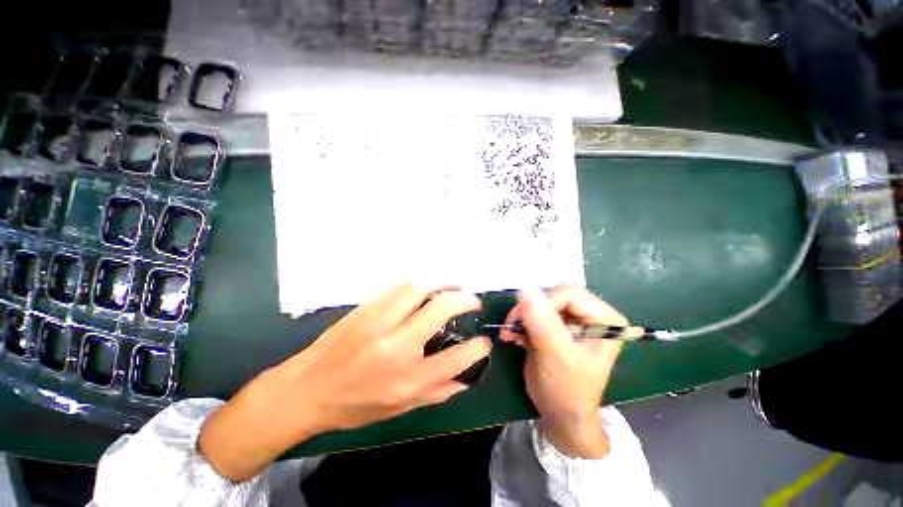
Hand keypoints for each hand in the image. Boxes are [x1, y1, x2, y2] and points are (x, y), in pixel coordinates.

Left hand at [199, 283, 491, 480]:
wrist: (305, 389)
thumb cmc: (353, 405)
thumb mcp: (399, 408)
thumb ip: (436, 392)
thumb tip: (465, 378)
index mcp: (406, 378)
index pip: (456, 358)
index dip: (478, 348)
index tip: (483, 342)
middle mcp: (396, 345)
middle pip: (441, 308)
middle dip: (464, 299)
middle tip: (473, 300)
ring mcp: (379, 320)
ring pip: (419, 287)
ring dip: (442, 282)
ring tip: (453, 285)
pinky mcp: (367, 307)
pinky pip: (400, 287)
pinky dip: (420, 284)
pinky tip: (426, 289)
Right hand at [501, 287, 625, 458]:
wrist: (559, 415)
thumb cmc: (567, 390)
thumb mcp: (557, 356)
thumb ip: (543, 322)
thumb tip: (526, 288)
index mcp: (604, 319)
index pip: (569, 294)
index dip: (545, 304)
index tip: (526, 322)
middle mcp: (589, 315)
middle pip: (553, 296)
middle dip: (529, 311)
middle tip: (512, 326)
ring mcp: (570, 321)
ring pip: (539, 304)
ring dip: (520, 317)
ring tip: (509, 333)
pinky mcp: (553, 327)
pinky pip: (533, 314)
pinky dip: (520, 323)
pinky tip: (512, 336)